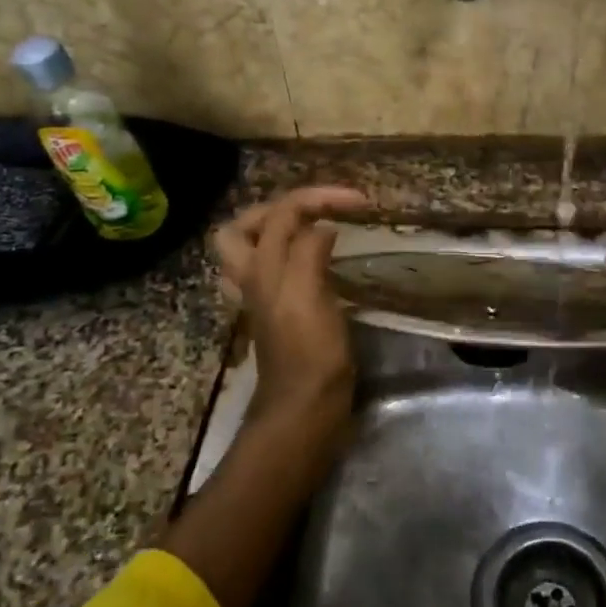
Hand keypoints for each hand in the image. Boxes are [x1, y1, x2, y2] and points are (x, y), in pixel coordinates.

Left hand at [211, 186, 369, 435]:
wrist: (306, 409)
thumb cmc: (310, 354)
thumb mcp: (309, 297)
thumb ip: (309, 254)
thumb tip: (322, 227)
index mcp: (262, 268)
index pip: (281, 213)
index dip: (320, 197)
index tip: (361, 203)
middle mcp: (256, 278)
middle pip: (244, 227)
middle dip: (280, 208)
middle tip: (319, 209)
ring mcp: (265, 297)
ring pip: (254, 251)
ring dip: (281, 231)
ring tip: (316, 228)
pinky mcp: (282, 314)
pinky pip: (278, 272)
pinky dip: (295, 257)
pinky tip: (320, 262)